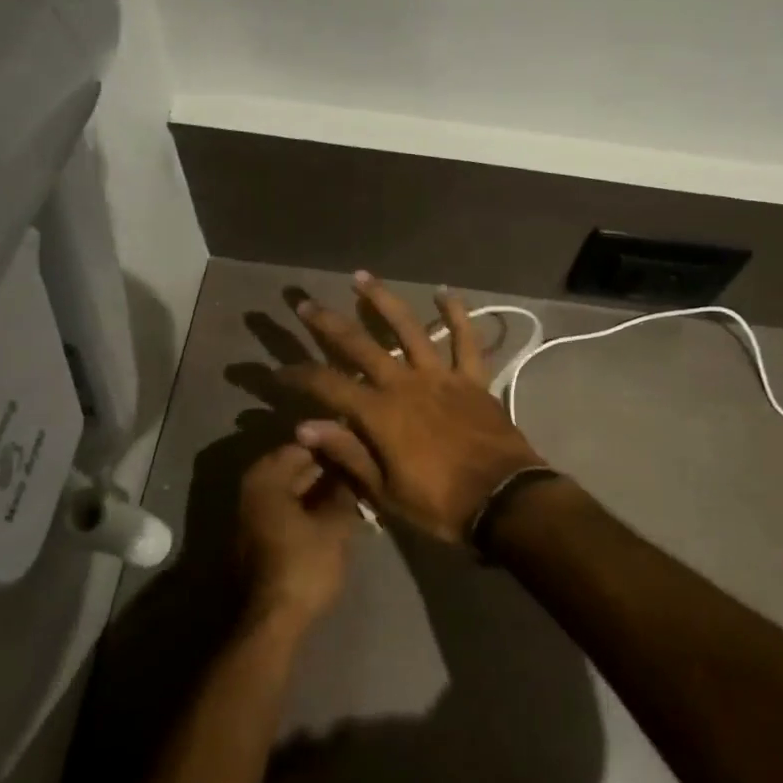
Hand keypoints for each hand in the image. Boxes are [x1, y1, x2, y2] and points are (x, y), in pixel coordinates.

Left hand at [238, 443, 357, 631]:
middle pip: (292, 467)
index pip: (301, 446)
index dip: (330, 445)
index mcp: (266, 480)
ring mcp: (252, 516)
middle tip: (358, 467)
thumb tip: (352, 473)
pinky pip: (286, 508)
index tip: (356, 447)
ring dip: (317, 488)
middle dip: (324, 467)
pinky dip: (307, 505)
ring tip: (351, 489)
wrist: (273, 620)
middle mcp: (253, 491)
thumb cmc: (303, 565)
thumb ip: (344, 493)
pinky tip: (333, 511)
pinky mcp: (258, 538)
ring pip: (290, 489)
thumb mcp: (335, 526)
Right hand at [281, 272, 547, 543]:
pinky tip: (445, 291)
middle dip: (326, 323)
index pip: (328, 386)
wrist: (504, 502)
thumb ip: (347, 453)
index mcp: (380, 414)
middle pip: (359, 345)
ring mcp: (441, 376)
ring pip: (408, 328)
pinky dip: (457, 314)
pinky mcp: (472, 378)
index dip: (299, 375)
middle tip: (304, 303)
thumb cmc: (441, 504)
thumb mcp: (386, 492)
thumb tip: (305, 426)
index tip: (278, 370)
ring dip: (382, 300)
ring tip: (361, 277)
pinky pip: (466, 339)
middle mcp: (405, 384)